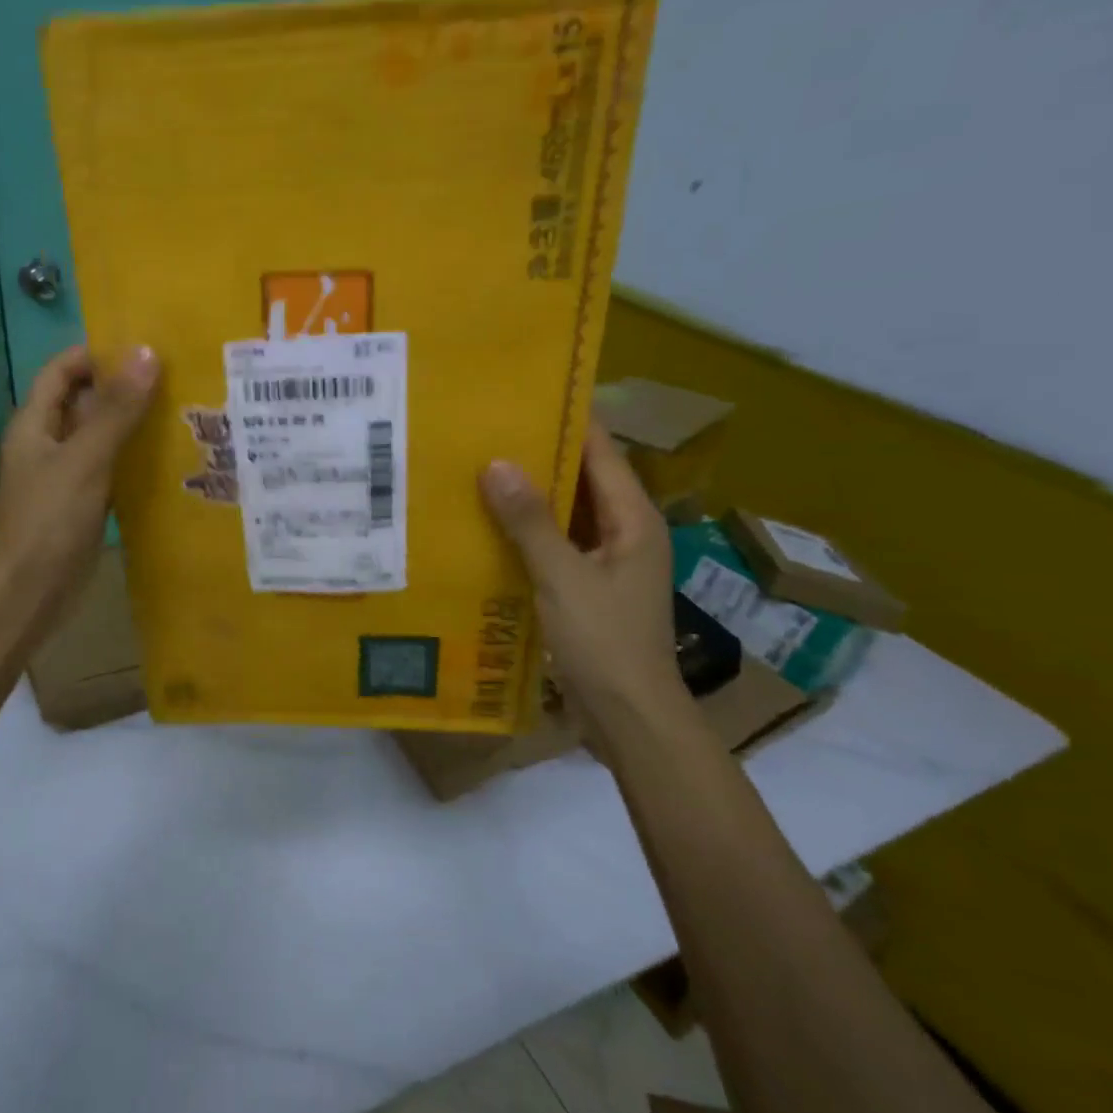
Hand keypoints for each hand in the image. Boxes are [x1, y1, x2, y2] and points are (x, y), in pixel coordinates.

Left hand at [0, 344, 159, 614]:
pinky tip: (169, 460)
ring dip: (133, 425)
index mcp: (35, 423)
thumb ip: (115, 409)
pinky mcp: (82, 505)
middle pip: (84, 402)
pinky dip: (134, 461)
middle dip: (123, 389)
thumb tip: (147, 353)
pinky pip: (110, 470)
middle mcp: (48, 443)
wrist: (29, 590)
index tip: (144, 349)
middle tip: (176, 379)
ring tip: (183, 412)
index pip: (62, 370)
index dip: (96, 354)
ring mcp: (65, 476)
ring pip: (101, 438)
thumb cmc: (49, 518)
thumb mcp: (85, 458)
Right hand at [479, 423, 685, 748]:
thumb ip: (530, 521)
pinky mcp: (588, 586)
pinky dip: (528, 530)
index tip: (522, 395)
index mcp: (633, 519)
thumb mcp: (562, 577)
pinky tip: (489, 525)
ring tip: (479, 469)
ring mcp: (608, 560)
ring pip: (567, 512)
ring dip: (530, 494)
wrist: (630, 717)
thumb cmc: (605, 642)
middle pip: (582, 477)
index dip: (566, 420)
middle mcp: (625, 531)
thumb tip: (496, 464)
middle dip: (539, 454)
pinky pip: (556, 542)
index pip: (600, 450)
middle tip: (486, 431)